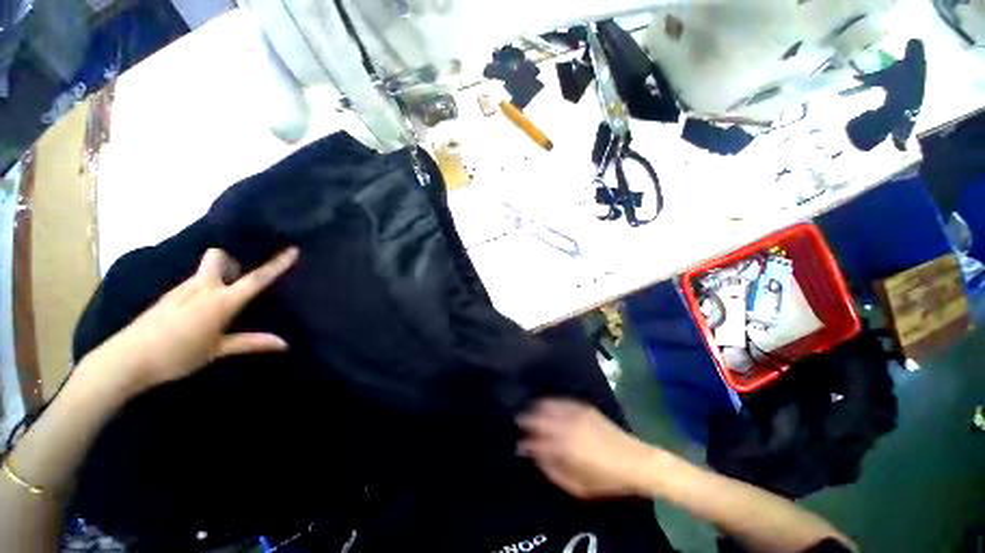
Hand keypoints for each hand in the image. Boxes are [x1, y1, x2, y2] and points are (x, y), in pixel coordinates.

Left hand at [88, 247, 298, 392]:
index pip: (256, 279)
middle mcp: (202, 287)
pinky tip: (198, 310)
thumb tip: (285, 344)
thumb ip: (251, 342)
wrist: (126, 359)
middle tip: (238, 279)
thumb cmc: (177, 355)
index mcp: (221, 301)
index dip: (276, 264)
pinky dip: (201, 288)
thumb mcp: (217, 351)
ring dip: (217, 275)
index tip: (293, 250)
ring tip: (221, 299)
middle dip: (232, 261)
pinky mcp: (167, 296)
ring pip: (203, 270)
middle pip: (219, 257)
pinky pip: (191, 283)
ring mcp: (181, 289)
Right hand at [517, 399, 655, 498]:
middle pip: (538, 418)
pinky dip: (550, 402)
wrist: (634, 460)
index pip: (536, 442)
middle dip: (525, 420)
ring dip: (535, 407)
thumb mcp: (578, 487)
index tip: (519, 444)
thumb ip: (553, 471)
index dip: (525, 443)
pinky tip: (545, 403)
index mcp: (564, 448)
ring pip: (547, 405)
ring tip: (528, 410)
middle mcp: (566, 426)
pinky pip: (561, 401)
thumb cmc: (606, 479)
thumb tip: (537, 458)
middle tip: (518, 422)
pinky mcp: (584, 407)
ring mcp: (575, 413)